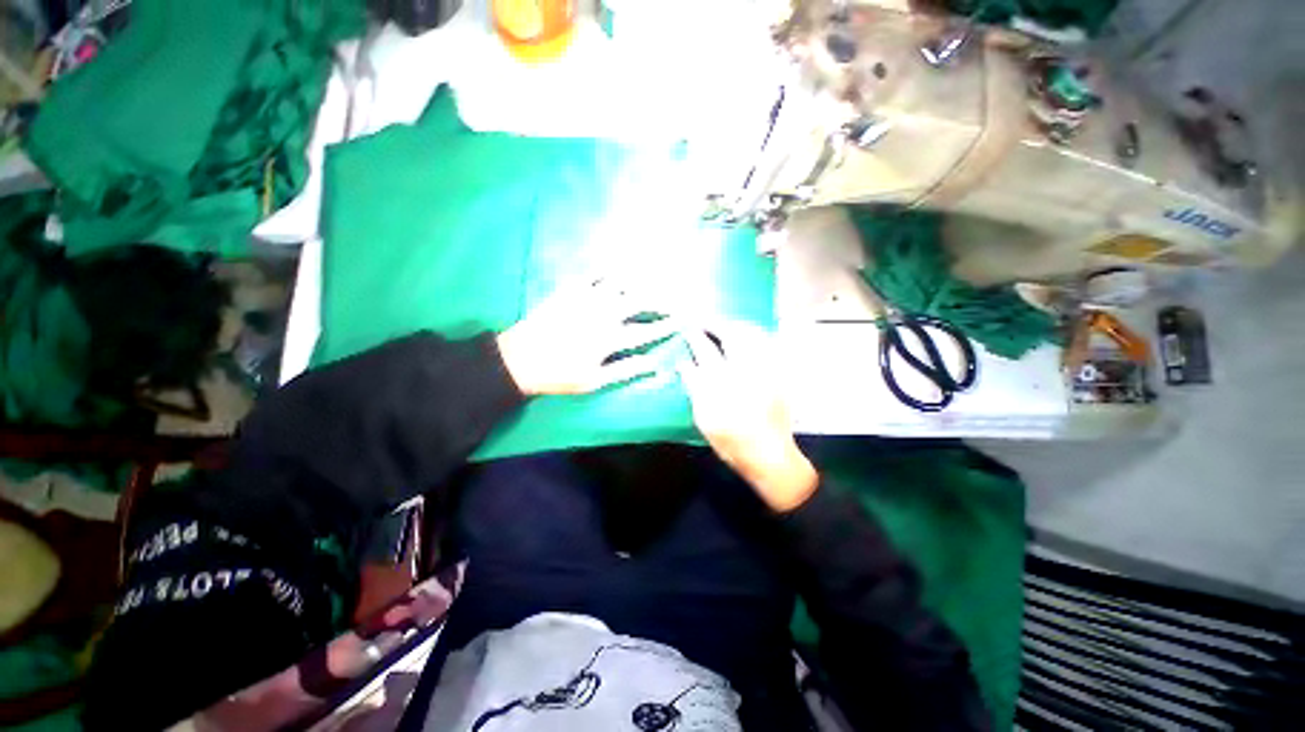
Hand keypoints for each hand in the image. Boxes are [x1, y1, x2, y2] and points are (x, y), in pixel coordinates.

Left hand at [497, 279, 675, 395]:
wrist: (519, 358)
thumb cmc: (559, 375)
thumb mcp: (594, 381)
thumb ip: (627, 370)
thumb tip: (656, 364)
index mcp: (610, 339)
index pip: (647, 330)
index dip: (667, 325)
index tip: (683, 319)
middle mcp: (603, 314)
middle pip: (639, 302)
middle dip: (661, 299)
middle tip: (675, 297)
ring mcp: (586, 299)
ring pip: (621, 283)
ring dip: (641, 279)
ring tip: (656, 275)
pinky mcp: (570, 290)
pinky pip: (594, 273)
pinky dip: (609, 268)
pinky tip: (619, 265)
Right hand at [678, 324, 817, 511]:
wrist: (769, 455)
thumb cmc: (731, 441)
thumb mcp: (704, 417)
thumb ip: (694, 387)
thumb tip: (683, 363)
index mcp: (723, 383)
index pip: (704, 350)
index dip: (694, 337)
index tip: (686, 329)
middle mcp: (746, 371)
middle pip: (730, 336)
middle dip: (715, 324)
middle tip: (704, 320)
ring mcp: (766, 371)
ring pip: (751, 336)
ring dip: (734, 326)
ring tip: (723, 324)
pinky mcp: (779, 375)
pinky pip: (767, 345)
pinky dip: (754, 336)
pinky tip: (746, 335)